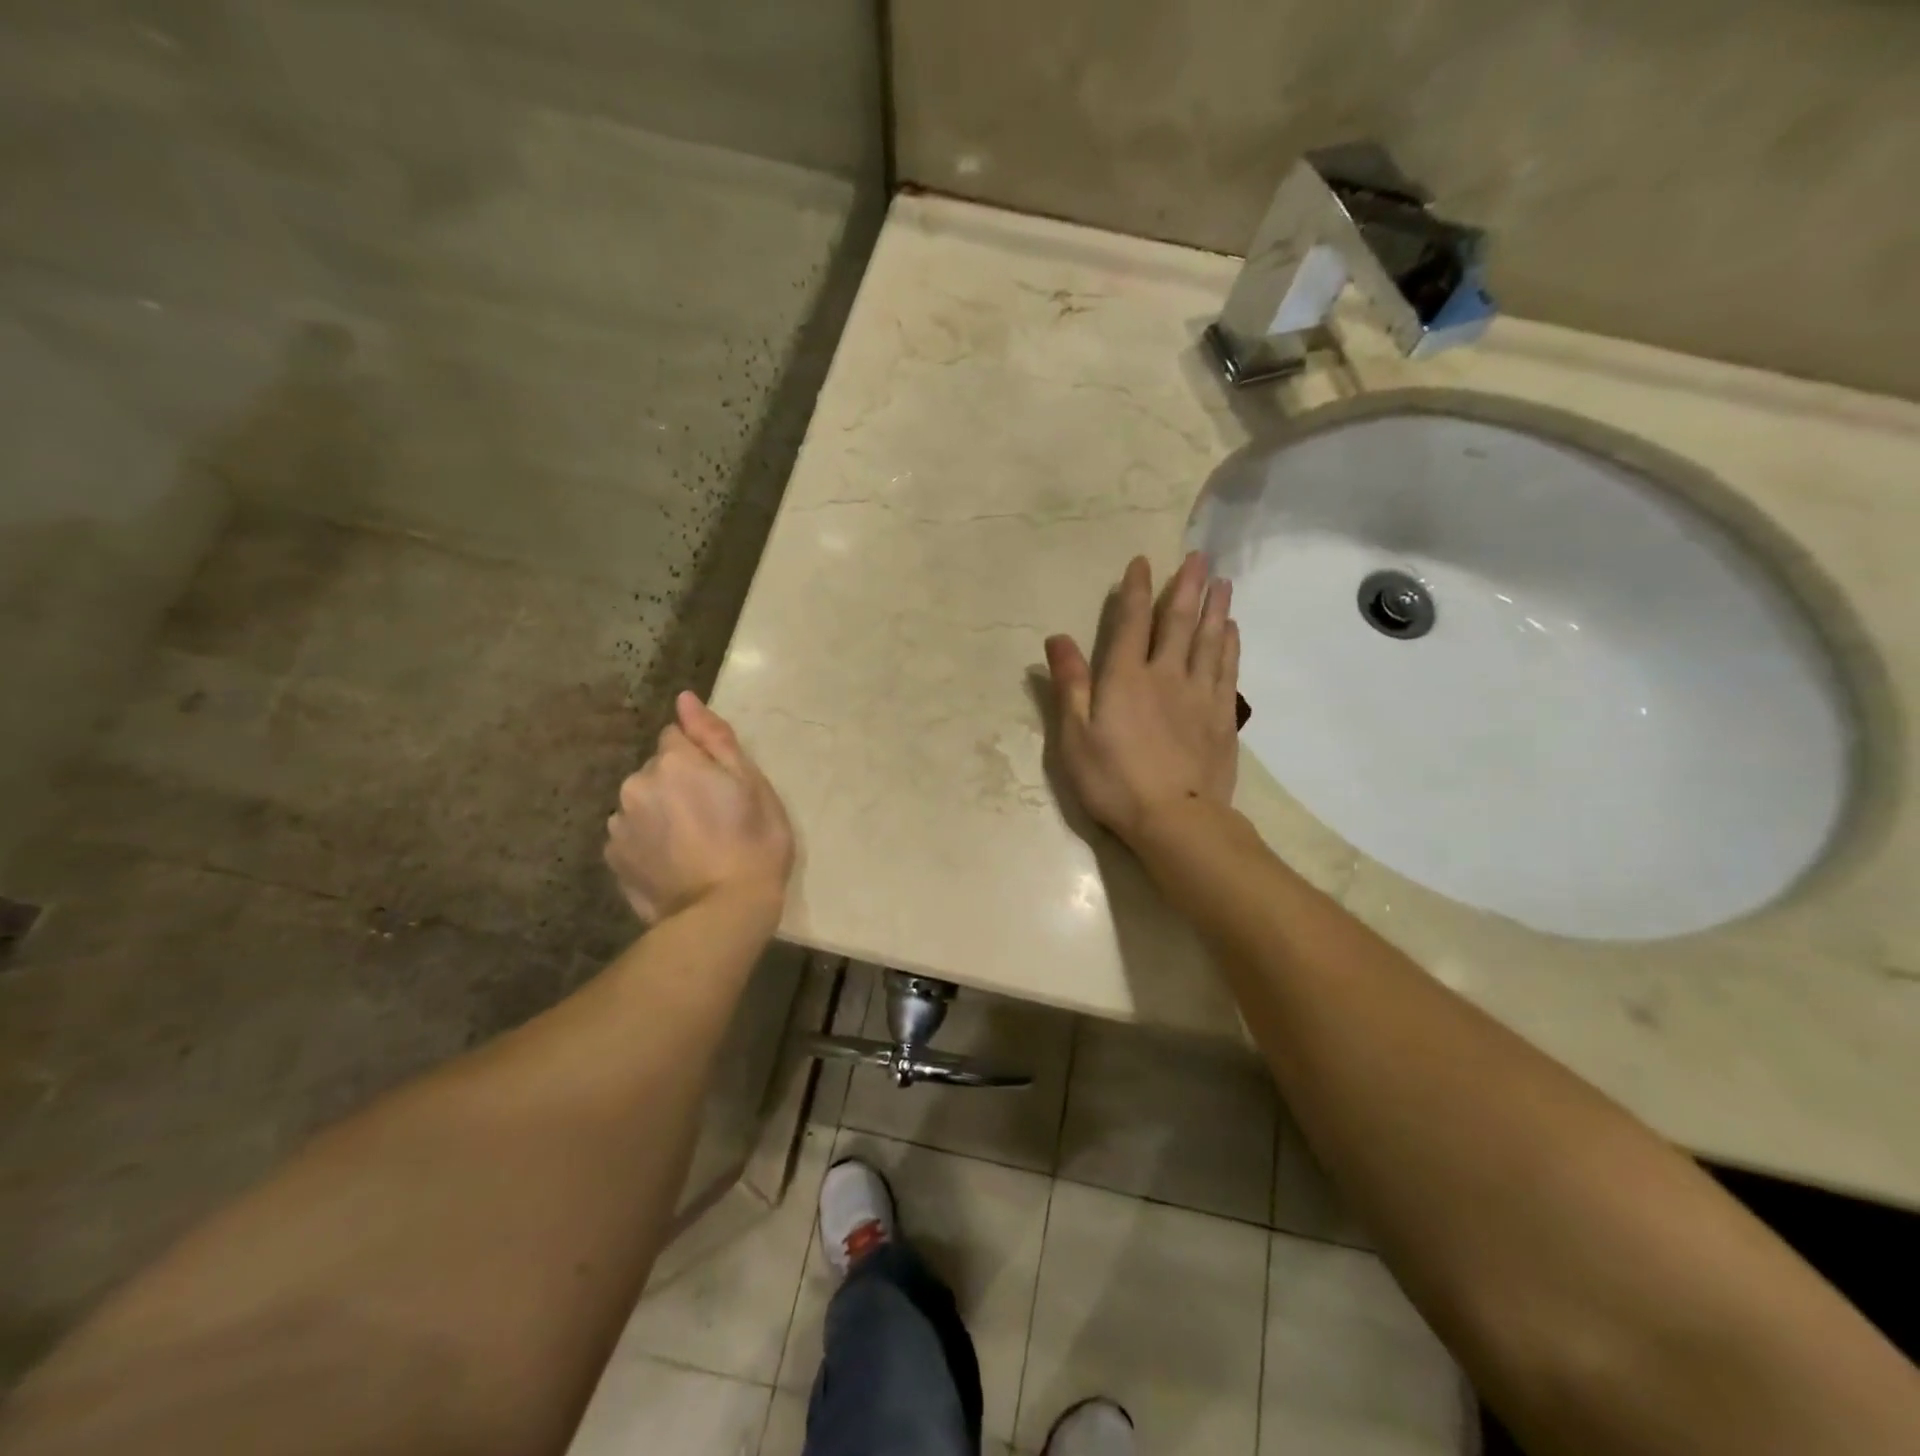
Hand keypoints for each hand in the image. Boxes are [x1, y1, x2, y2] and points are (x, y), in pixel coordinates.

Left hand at [605, 693, 794, 924]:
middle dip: (679, 784)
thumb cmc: (753, 843)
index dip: (703, 759)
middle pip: (658, 770)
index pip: (678, 737)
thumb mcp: (751, 783)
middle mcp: (636, 784)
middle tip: (713, 818)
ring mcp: (620, 824)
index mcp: (674, 761)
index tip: (722, 786)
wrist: (724, 913)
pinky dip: (648, 842)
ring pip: (643, 802)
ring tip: (693, 845)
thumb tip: (684, 699)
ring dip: (661, 812)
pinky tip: (673, 863)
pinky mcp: (613, 858)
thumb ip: (714, 737)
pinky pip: (632, 834)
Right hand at [1044, 552, 1239, 843]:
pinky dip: (1230, 645)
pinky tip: (1232, 631)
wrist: (1176, 819)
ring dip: (1215, 608)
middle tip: (1200, 556)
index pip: (1132, 622)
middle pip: (1179, 622)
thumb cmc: (1114, 780)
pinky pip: (1228, 670)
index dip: (1136, 590)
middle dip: (1187, 586)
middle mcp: (1166, 675)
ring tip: (1223, 582)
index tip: (1143, 562)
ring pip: (1210, 640)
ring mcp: (1199, 695)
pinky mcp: (1221, 717)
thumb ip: (1070, 684)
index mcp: (1126, 678)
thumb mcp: (1075, 737)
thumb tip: (1057, 639)